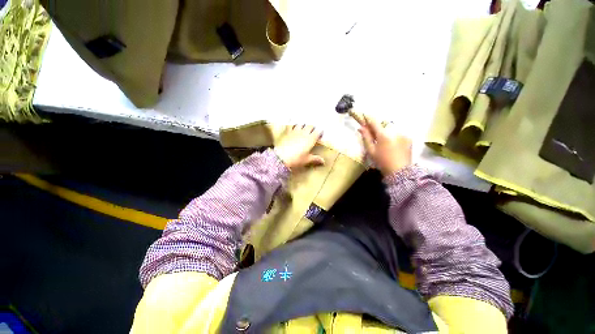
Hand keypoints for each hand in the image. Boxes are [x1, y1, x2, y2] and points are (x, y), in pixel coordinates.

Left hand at [274, 125, 324, 169]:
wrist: (281, 157)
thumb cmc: (296, 159)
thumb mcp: (307, 160)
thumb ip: (315, 159)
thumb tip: (323, 161)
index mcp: (310, 139)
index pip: (318, 132)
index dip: (320, 132)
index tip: (320, 134)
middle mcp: (304, 133)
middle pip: (310, 126)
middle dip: (312, 127)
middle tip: (313, 131)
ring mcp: (295, 131)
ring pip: (301, 123)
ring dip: (304, 124)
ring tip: (304, 126)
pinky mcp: (287, 131)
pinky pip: (290, 124)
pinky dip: (292, 123)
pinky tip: (292, 122)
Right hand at [358, 115, 411, 175]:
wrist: (400, 171)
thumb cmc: (382, 161)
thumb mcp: (371, 150)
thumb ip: (366, 138)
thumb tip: (361, 128)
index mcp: (383, 135)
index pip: (374, 122)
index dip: (369, 118)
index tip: (364, 115)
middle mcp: (394, 131)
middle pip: (383, 125)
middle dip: (378, 128)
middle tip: (374, 135)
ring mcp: (403, 134)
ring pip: (391, 130)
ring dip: (386, 133)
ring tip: (385, 143)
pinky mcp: (409, 138)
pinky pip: (398, 134)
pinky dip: (394, 137)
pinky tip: (393, 145)